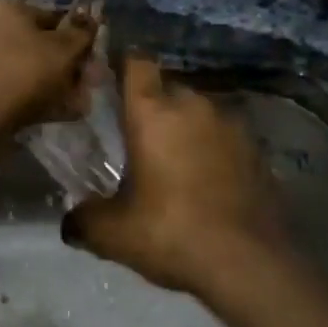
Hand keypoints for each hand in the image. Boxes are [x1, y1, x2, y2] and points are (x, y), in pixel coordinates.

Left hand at [0, 0, 97, 133]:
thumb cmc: (23, 70)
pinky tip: (58, 115)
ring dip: (55, 86)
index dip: (76, 37)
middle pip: (39, 46)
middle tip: (87, 86)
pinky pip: (14, 92)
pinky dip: (36, 101)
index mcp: (7, 8)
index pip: (51, 16)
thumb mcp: (63, 49)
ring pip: (27, 71)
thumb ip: (82, 33)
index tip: (93, 59)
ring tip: (78, 105)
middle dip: (67, 66)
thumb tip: (91, 20)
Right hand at [64, 56, 283, 293]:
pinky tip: (209, 183)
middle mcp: (193, 105)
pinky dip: (214, 151)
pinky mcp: (257, 150)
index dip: (124, 66)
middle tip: (140, 140)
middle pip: (167, 89)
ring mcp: (231, 125)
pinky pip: (225, 138)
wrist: (250, 264)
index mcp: (153, 111)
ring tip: (177, 164)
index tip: (113, 82)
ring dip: (187, 129)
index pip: (137, 62)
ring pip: (199, 113)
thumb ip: (83, 220)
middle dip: (154, 107)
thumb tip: (70, 222)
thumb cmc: (171, 233)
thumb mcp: (113, 234)